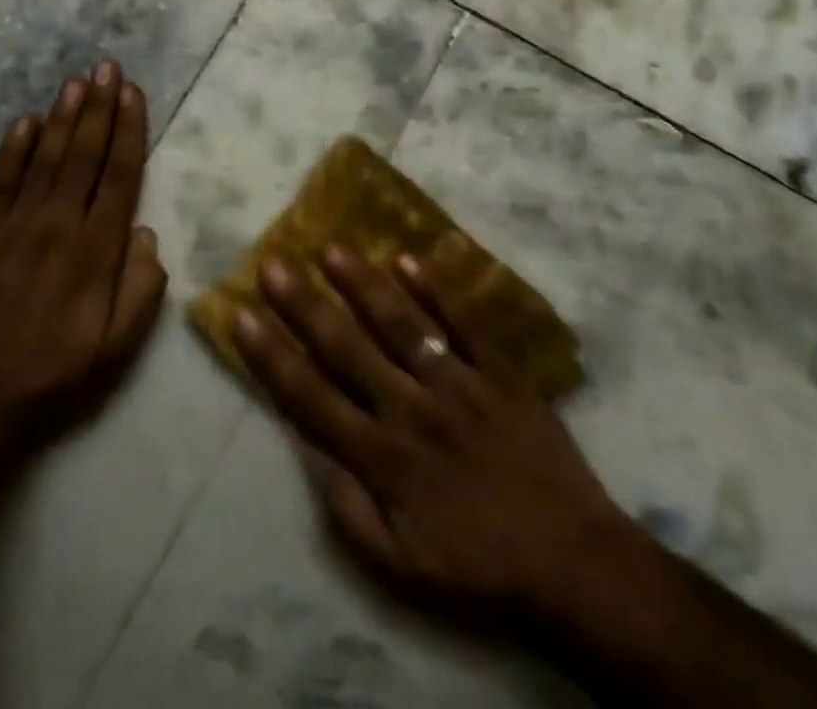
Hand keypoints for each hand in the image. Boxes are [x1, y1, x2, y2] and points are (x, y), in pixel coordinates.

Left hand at [0, 61, 166, 485]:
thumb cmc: (57, 373)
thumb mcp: (119, 346)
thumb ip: (141, 288)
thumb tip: (145, 234)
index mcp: (96, 251)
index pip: (119, 176)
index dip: (128, 131)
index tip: (133, 93)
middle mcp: (58, 226)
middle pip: (83, 155)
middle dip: (99, 107)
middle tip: (107, 67)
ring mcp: (16, 226)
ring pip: (45, 158)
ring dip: (62, 117)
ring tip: (76, 81)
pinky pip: (1, 181)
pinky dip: (13, 148)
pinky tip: (25, 120)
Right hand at [233, 246, 648, 630]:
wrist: (574, 564)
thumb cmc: (480, 566)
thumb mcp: (401, 569)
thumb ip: (348, 512)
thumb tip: (309, 452)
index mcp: (384, 458)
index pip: (312, 397)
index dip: (272, 355)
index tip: (242, 315)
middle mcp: (412, 410)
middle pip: (347, 348)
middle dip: (304, 305)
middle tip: (273, 264)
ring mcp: (460, 384)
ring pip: (401, 324)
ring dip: (363, 284)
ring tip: (331, 248)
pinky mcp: (502, 372)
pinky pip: (466, 323)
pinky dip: (438, 289)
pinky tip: (408, 258)